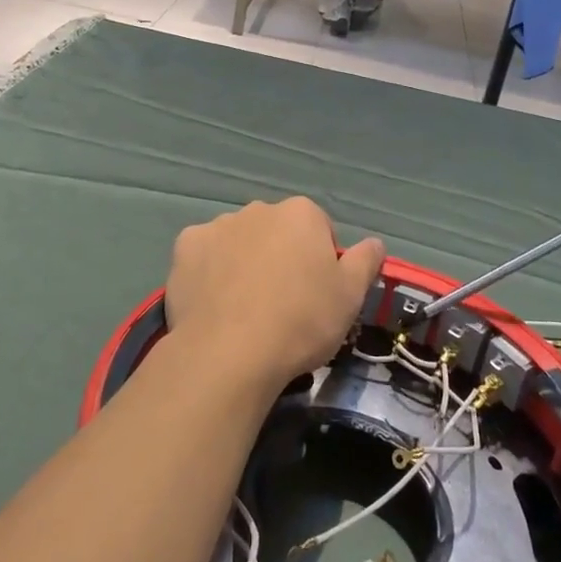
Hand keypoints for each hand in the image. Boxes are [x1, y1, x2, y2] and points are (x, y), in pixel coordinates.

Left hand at [163, 198, 385, 392]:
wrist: (230, 352)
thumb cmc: (301, 321)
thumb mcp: (350, 296)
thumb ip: (365, 261)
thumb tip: (375, 242)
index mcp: (301, 213)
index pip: (318, 229)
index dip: (320, 262)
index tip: (317, 295)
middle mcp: (258, 209)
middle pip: (276, 232)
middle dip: (280, 257)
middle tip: (282, 303)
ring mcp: (218, 225)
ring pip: (238, 241)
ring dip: (244, 262)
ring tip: (244, 309)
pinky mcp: (185, 247)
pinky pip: (204, 255)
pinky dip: (209, 271)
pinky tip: (214, 303)